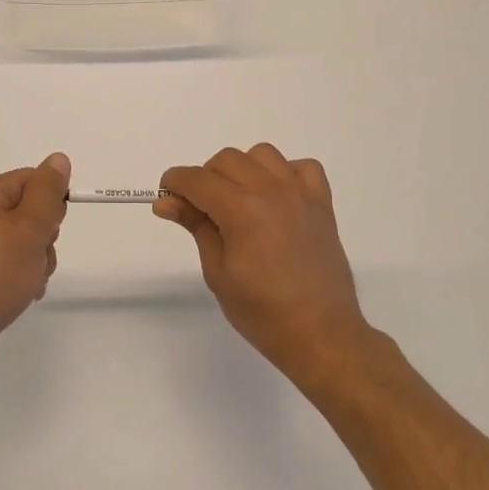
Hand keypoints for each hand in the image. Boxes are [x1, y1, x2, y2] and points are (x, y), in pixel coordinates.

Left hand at [0, 153, 69, 382]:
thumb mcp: (30, 229)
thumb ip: (47, 192)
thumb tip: (58, 158)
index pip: (35, 180)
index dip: (51, 205)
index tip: (49, 231)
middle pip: (31, 210)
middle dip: (45, 237)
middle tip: (35, 258)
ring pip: (25, 239)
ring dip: (37, 261)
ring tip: (27, 282)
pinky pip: (10, 260)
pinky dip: (22, 275)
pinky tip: (21, 293)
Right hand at [157, 145, 375, 383]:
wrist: (321, 335)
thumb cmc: (262, 312)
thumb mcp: (218, 272)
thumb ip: (195, 226)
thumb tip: (166, 202)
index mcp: (241, 210)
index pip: (197, 179)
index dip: (175, 183)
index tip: (167, 197)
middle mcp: (270, 191)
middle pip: (226, 160)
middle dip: (206, 178)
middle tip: (203, 211)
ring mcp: (300, 194)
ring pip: (262, 154)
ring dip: (244, 170)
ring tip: (241, 202)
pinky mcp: (322, 204)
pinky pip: (303, 167)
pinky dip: (286, 174)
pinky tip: (278, 199)